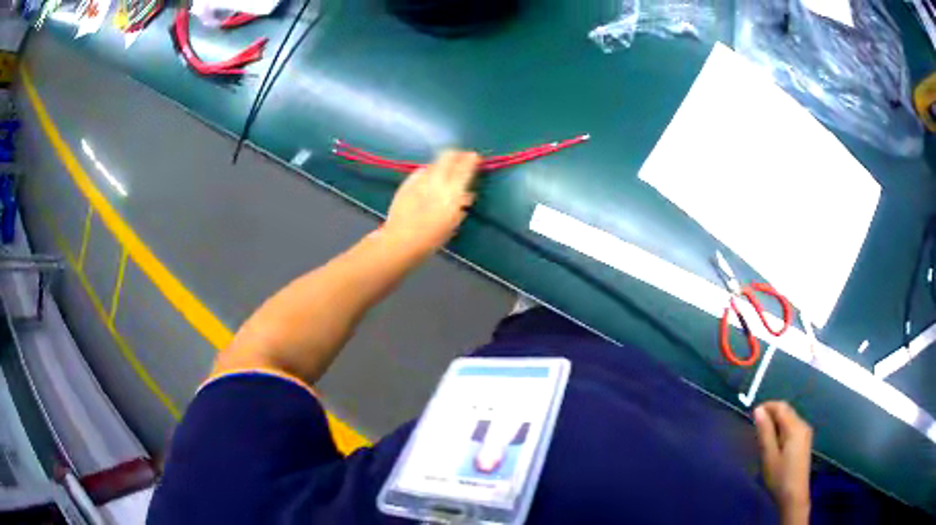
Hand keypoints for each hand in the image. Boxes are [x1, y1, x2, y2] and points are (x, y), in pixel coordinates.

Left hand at [383, 150, 480, 256]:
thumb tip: (467, 195)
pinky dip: (429, 172)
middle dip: (457, 155)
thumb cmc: (432, 237)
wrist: (401, 240)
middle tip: (462, 159)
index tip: (476, 158)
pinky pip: (421, 171)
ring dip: (442, 163)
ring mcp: (420, 179)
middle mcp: (437, 180)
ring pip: (435, 162)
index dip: (472, 159)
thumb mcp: (453, 222)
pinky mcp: (407, 182)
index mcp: (453, 192)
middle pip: (448, 156)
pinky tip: (428, 180)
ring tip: (445, 171)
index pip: (465, 166)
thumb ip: (461, 205)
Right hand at [754, 401, 811, 524]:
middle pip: (787, 411)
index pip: (781, 407)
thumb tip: (759, 410)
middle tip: (755, 426)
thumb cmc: (780, 476)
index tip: (752, 414)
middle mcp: (802, 425)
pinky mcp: (804, 441)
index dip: (767, 406)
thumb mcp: (769, 456)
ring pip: (789, 419)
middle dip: (771, 413)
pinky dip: (781, 428)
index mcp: (794, 427)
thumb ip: (765, 432)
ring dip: (776, 422)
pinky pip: (792, 427)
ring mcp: (805, 433)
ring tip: (762, 435)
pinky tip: (774, 442)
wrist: (794, 495)